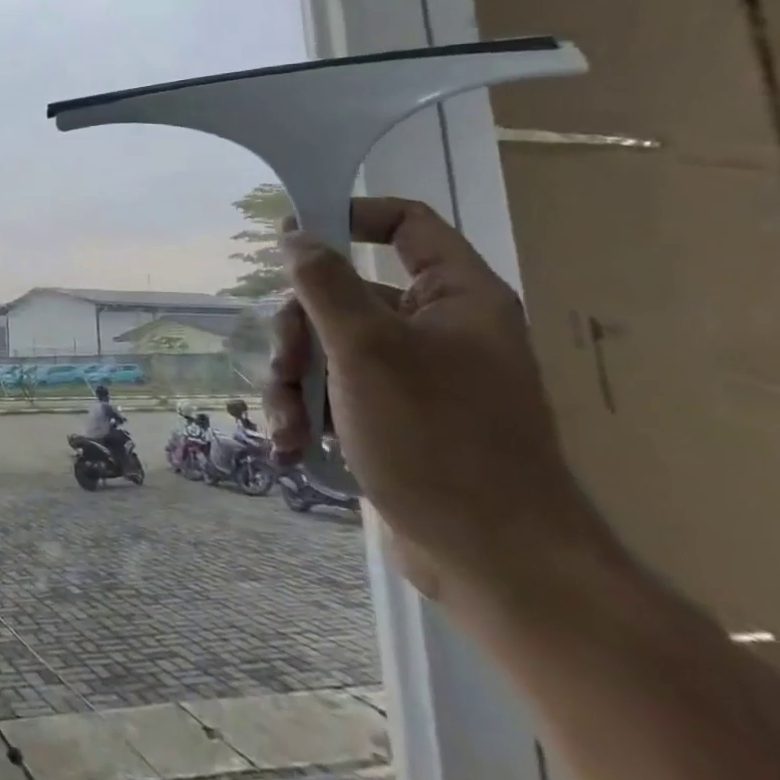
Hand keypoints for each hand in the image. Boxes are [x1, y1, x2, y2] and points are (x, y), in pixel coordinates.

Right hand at [265, 197, 609, 601]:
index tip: (292, 238)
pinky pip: (338, 394)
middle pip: (344, 296)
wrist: (496, 562)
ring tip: (286, 426)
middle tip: (283, 367)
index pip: (405, 225)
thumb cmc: (438, 440)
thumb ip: (325, 285)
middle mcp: (438, 330)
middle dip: (298, 334)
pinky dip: (310, 415)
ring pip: (330, 350)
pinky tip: (295, 447)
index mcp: (455, 298)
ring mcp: (417, 379)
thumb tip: (295, 234)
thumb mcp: (367, 351)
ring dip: (294, 384)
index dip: (349, 218)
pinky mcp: (397, 422)